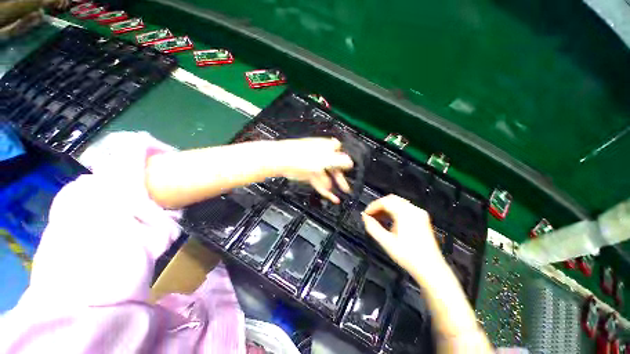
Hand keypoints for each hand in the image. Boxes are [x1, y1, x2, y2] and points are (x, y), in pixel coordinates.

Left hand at [276, 138, 352, 203]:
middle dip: (340, 179)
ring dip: (333, 187)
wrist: (283, 160)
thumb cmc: (303, 156)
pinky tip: (331, 197)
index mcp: (328, 148)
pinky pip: (320, 182)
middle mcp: (323, 156)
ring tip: (338, 197)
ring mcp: (316, 165)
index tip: (350, 172)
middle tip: (347, 189)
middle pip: (335, 168)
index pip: (342, 154)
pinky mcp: (310, 174)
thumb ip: (340, 161)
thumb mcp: (326, 159)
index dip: (346, 163)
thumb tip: (351, 163)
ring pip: (327, 177)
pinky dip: (326, 190)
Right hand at [362, 194, 444, 279]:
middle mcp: (414, 210)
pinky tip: (389, 220)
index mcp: (405, 213)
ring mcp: (419, 214)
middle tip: (370, 215)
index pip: (385, 202)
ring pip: (398, 203)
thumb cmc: (408, 256)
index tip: (366, 214)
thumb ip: (372, 227)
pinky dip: (394, 211)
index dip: (373, 206)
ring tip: (378, 218)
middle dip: (379, 205)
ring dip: (386, 208)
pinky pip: (405, 208)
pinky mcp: (422, 219)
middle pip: (392, 199)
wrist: (430, 269)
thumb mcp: (386, 242)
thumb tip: (364, 217)